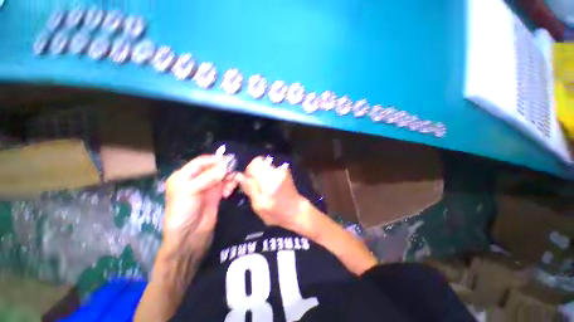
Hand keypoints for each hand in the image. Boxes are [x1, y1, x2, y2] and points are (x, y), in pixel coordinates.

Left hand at [162, 155, 238, 255]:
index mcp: (184, 175)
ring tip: (231, 185)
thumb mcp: (190, 192)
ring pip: (221, 175)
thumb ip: (207, 177)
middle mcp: (196, 179)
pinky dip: (230, 184)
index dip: (214, 160)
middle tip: (233, 173)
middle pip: (213, 168)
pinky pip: (226, 184)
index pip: (201, 162)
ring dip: (228, 178)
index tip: (228, 160)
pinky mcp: (216, 195)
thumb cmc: (182, 212)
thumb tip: (225, 165)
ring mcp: (207, 187)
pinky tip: (229, 191)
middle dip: (224, 169)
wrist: (189, 238)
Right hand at [238, 156, 311, 233]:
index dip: (247, 173)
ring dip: (261, 173)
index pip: (253, 165)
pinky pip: (271, 168)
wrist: (297, 210)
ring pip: (264, 164)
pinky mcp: (285, 171)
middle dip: (253, 171)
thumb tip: (239, 176)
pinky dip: (268, 174)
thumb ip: (250, 189)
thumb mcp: (259, 206)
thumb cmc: (277, 213)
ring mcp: (281, 170)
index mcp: (268, 181)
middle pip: (258, 162)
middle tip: (256, 184)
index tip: (249, 183)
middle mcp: (275, 172)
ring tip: (264, 186)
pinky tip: (271, 185)